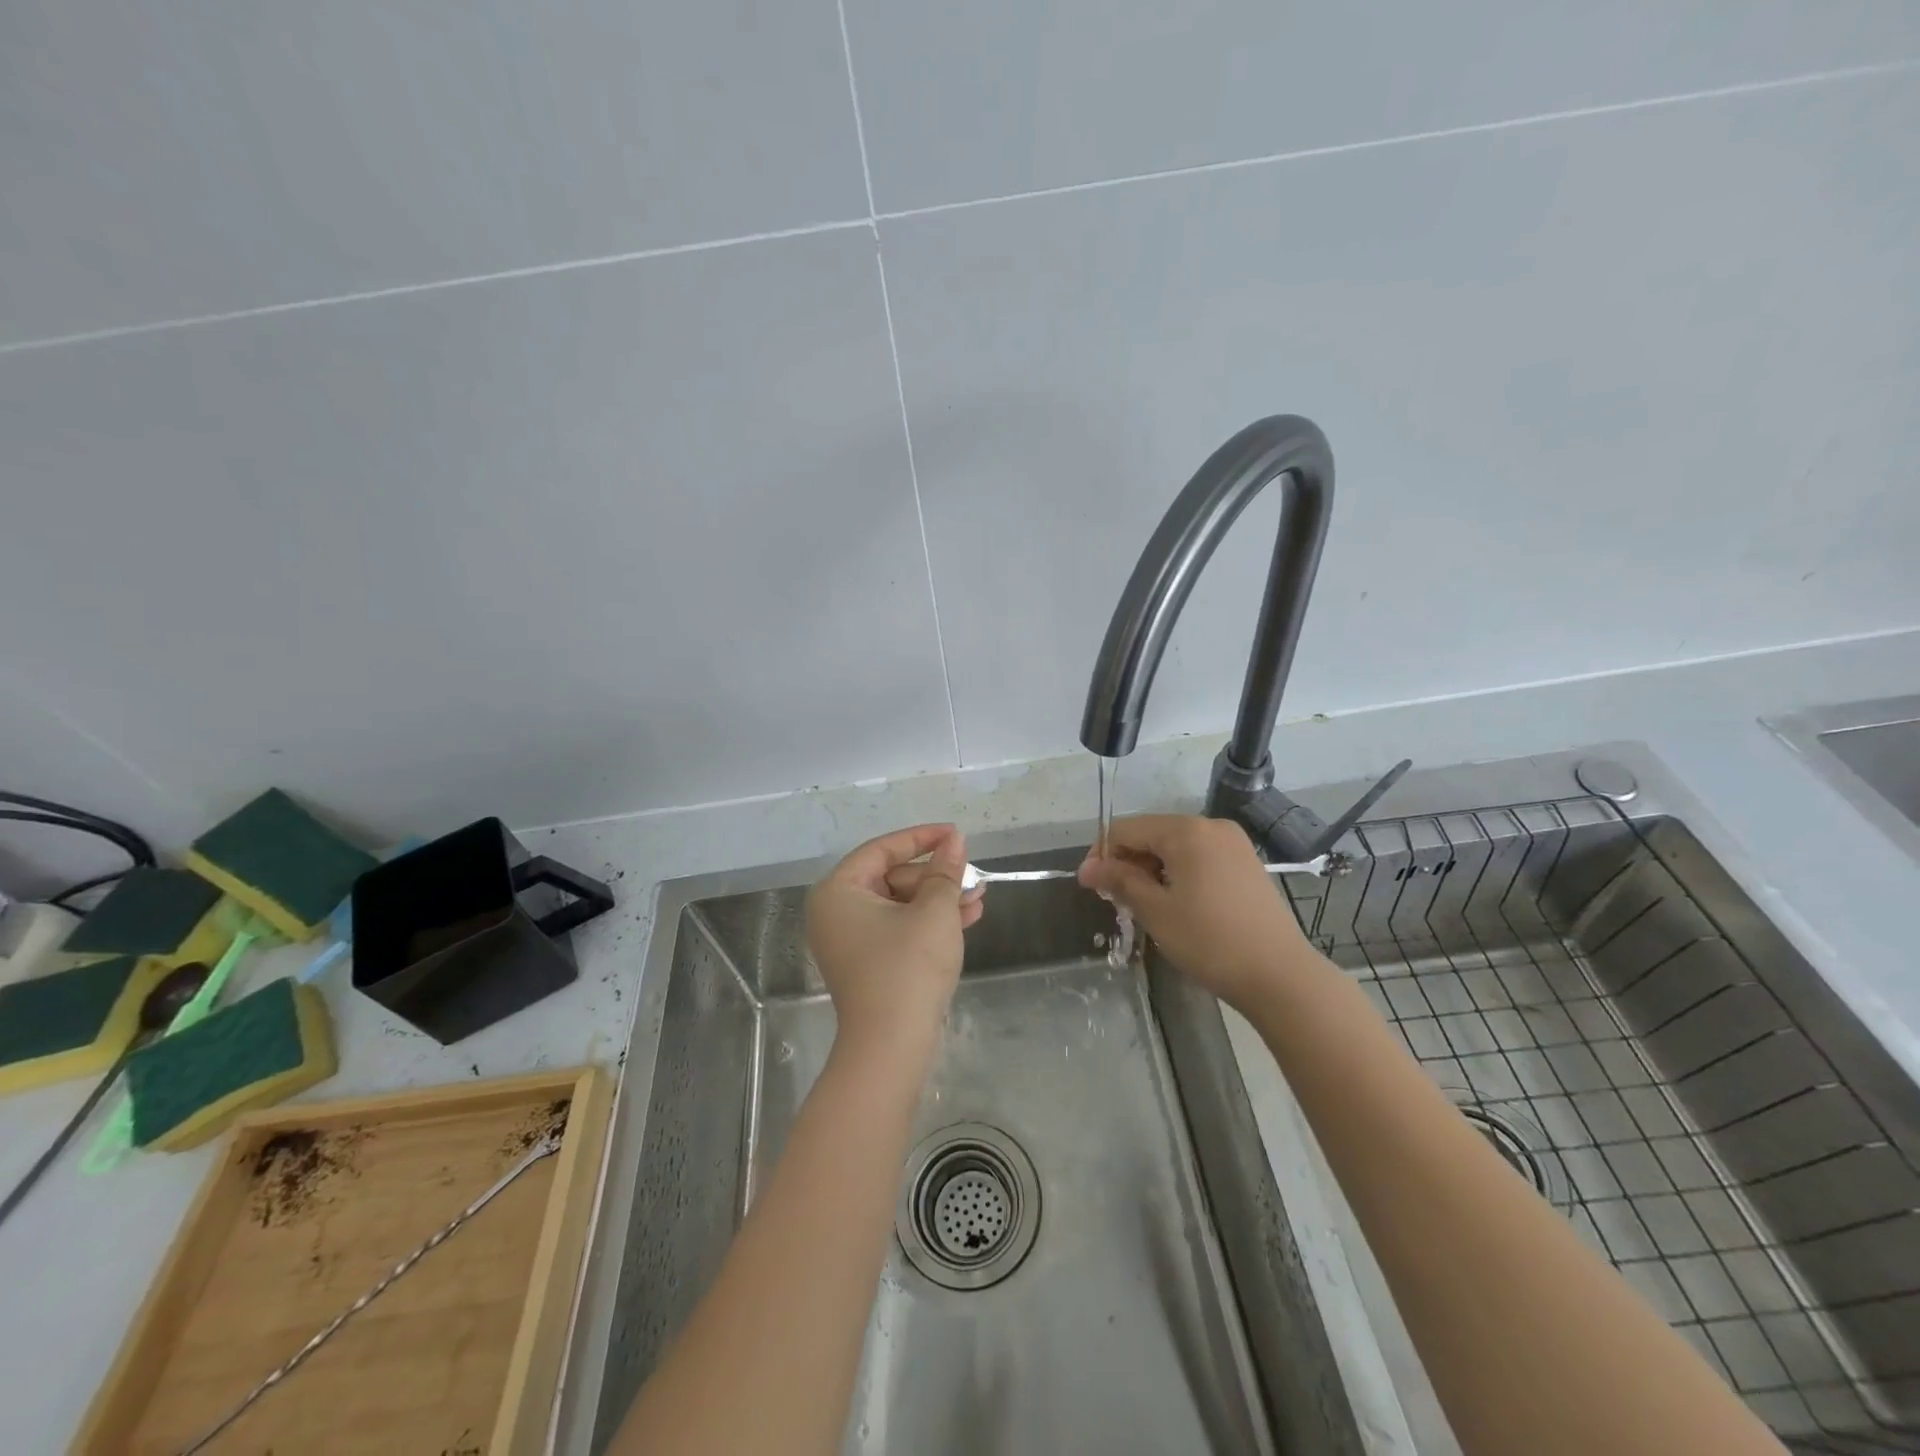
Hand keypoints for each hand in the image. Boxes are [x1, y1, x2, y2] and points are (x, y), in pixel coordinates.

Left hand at [807, 825, 984, 1065]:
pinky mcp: (868, 963)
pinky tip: (968, 917)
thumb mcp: (934, 912)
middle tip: (973, 874)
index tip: (955, 834)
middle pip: (892, 877)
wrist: (892, 1047)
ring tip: (979, 896)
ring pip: (901, 904)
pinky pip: (899, 928)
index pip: (882, 849)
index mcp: (839, 891)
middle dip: (936, 876)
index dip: (922, 838)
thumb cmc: (908, 968)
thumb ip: (945, 871)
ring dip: (939, 899)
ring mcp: (850, 940)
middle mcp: (836, 911)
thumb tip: (954, 840)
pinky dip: (929, 922)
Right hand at [1078, 814, 1310, 1010]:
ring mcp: (1233, 843)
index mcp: (1186, 831)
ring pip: (1176, 846)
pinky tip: (1175, 902)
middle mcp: (1210, 826)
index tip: (1089, 886)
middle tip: (1115, 900)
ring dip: (1152, 869)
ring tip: (1143, 904)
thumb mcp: (1156, 911)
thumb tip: (1088, 867)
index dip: (1102, 854)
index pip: (1127, 829)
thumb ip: (1120, 881)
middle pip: (1152, 833)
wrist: (1280, 975)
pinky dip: (1178, 872)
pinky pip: (1199, 856)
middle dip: (1128, 862)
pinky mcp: (1246, 863)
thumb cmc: (1210, 941)